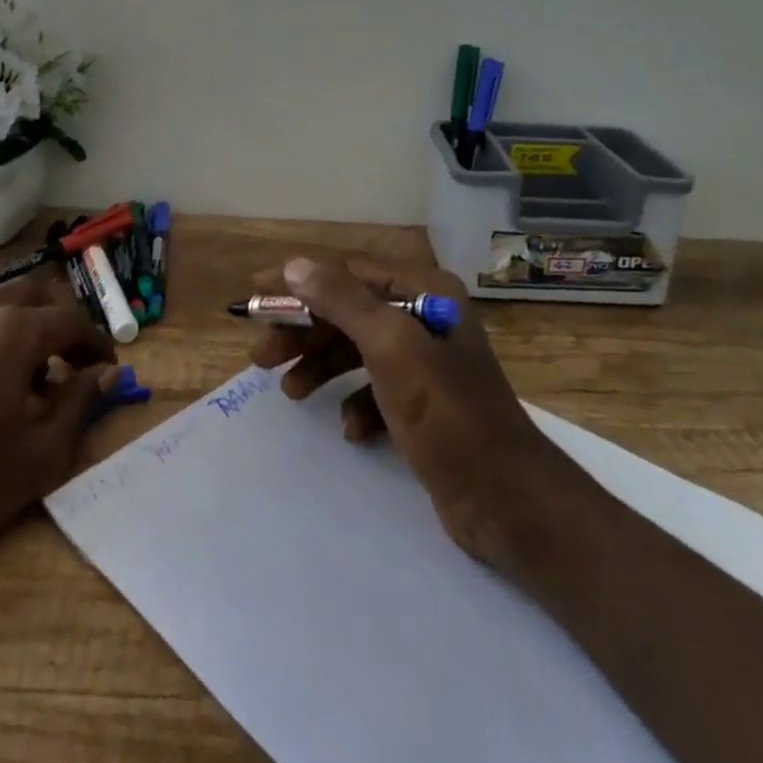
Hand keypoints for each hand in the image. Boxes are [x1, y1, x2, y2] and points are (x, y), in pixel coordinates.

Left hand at [0, 270, 119, 577]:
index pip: (72, 321)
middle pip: (34, 292)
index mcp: (15, 332)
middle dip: (61, 320)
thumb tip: (107, 373)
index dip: (97, 344)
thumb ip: (80, 404)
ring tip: (24, 366)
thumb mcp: (39, 456)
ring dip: (22, 318)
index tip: (107, 370)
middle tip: (70, 361)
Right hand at [249, 255, 584, 568]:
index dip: (301, 283)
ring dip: (321, 367)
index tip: (257, 296)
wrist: (505, 497)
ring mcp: (425, 363)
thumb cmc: (445, 411)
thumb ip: (342, 301)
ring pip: (357, 351)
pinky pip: (375, 390)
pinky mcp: (423, 404)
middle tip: (262, 356)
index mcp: (425, 291)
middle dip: (305, 332)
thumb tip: (295, 265)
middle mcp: (426, 317)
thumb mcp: (390, 345)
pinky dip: (356, 404)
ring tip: (290, 393)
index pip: (349, 273)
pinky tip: (352, 430)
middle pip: (349, 313)